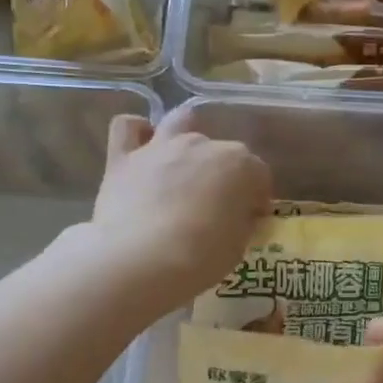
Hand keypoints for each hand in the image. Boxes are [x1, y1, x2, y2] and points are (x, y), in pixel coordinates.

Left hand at [90, 104, 272, 309]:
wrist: (141, 260)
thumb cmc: (201, 257)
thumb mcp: (238, 245)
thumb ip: (241, 222)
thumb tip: (238, 215)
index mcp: (240, 165)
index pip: (259, 175)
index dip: (257, 198)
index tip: (252, 218)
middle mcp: (202, 145)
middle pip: (220, 152)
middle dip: (222, 174)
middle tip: (215, 205)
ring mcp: (160, 147)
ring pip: (179, 122)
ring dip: (185, 137)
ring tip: (183, 165)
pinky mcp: (123, 158)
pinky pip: (127, 127)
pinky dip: (136, 133)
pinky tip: (141, 151)